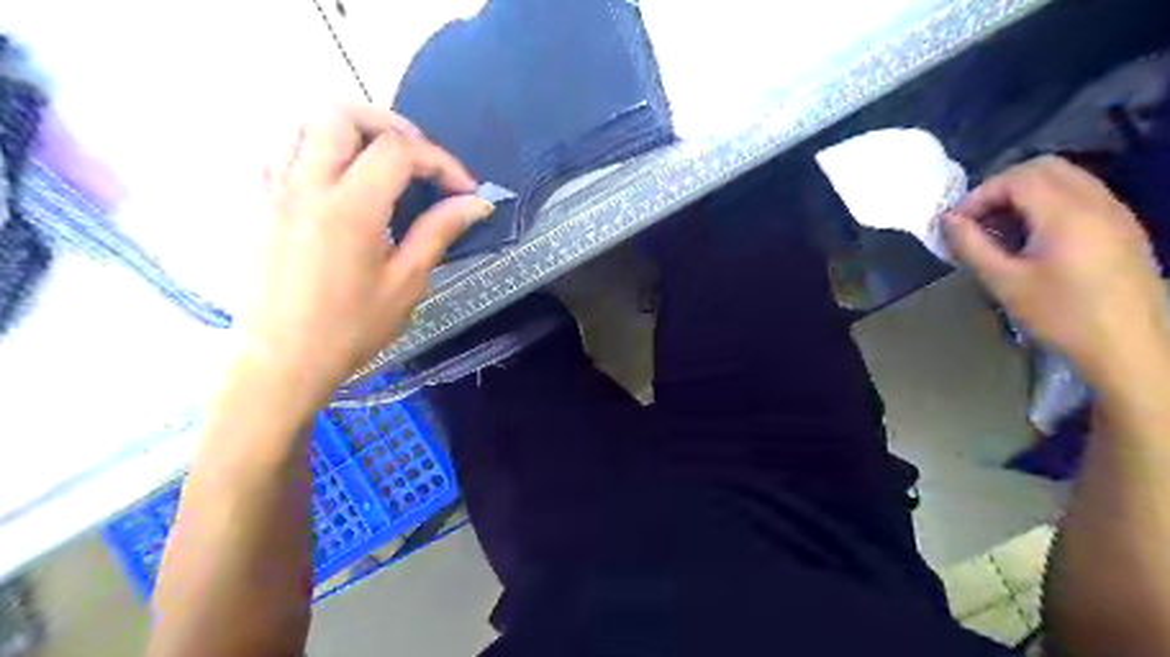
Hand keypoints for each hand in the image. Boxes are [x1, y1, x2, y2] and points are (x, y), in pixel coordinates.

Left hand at [240, 105, 490, 407]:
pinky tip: (333, 175)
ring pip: (301, 122)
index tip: (463, 189)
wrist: (281, 361)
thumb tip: (477, 203)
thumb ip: (438, 233)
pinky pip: (276, 148)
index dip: (440, 161)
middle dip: (390, 125)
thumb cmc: (350, 329)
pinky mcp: (254, 202)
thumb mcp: (406, 284)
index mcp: (350, 209)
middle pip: (341, 114)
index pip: (399, 152)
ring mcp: (271, 190)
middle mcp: (305, 185)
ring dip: (347, 129)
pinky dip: (311, 145)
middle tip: (418, 157)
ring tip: (376, 159)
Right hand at [943, 155, 1165, 386]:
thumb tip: (947, 220)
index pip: (1017, 178)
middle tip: (977, 218)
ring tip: (1000, 227)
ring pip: (1066, 178)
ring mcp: (1116, 212)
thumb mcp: (1005, 283)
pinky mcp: (1123, 227)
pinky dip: (1049, 202)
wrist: (1130, 347)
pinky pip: (1082, 195)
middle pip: (1044, 167)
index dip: (979, 194)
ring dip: (1026, 192)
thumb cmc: (1061, 316)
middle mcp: (1097, 202)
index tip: (956, 222)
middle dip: (1002, 186)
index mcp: (1067, 214)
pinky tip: (1033, 237)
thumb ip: (972, 246)